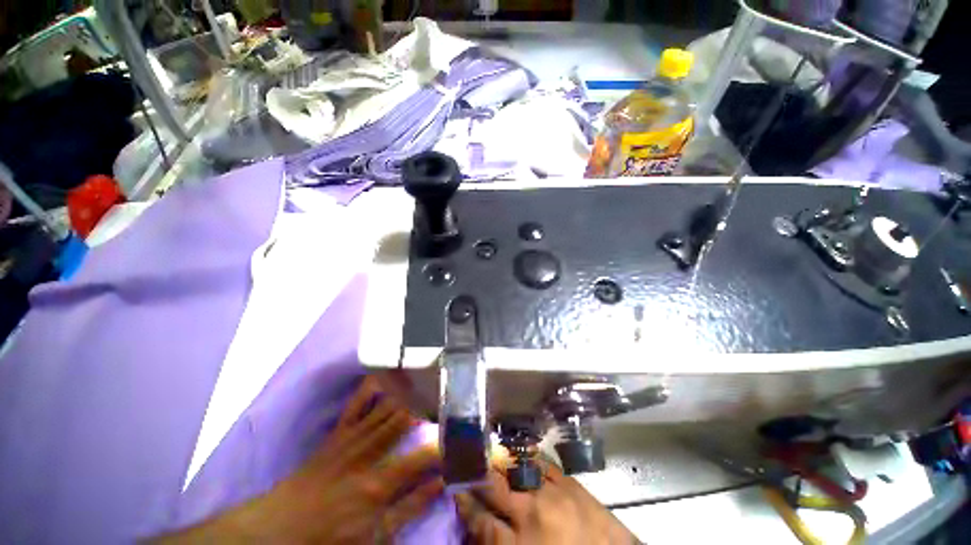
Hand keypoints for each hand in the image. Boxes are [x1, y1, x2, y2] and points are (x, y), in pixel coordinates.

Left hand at [155, 375, 442, 543]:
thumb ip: (410, 508)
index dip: (447, 443)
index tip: (465, 432)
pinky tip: (390, 371)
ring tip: (433, 375)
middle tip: (453, 391)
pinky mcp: (340, 430)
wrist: (279, 528)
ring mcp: (352, 436)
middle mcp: (368, 452)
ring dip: (411, 391)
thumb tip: (440, 483)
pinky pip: (358, 402)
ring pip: (387, 406)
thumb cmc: (329, 537)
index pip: (423, 456)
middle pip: (406, 420)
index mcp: (378, 483)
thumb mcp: (374, 537)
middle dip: (431, 403)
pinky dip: (374, 385)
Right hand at [456, 462, 638, 544]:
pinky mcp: (571, 483)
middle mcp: (532, 513)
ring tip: (488, 456)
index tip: (455, 489)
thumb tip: (478, 523)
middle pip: (493, 487)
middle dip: (475, 476)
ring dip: (499, 463)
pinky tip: (520, 456)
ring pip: (515, 470)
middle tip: (464, 465)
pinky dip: (527, 459)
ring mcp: (553, 493)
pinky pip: (542, 464)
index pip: (481, 521)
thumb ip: (499, 543)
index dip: (465, 504)